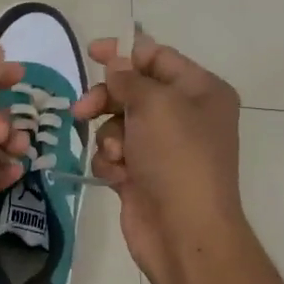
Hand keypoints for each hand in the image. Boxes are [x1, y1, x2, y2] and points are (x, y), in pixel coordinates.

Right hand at [71, 29, 247, 283]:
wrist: (183, 231)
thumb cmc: (177, 158)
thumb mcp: (155, 104)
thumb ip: (129, 78)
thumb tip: (115, 63)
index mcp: (201, 91)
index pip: (158, 57)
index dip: (124, 53)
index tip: (91, 52)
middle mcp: (184, 116)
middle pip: (132, 91)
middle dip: (106, 99)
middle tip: (82, 110)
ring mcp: (162, 147)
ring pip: (117, 124)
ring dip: (108, 137)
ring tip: (116, 156)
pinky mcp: (141, 174)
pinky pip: (113, 154)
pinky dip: (110, 162)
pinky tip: (119, 176)